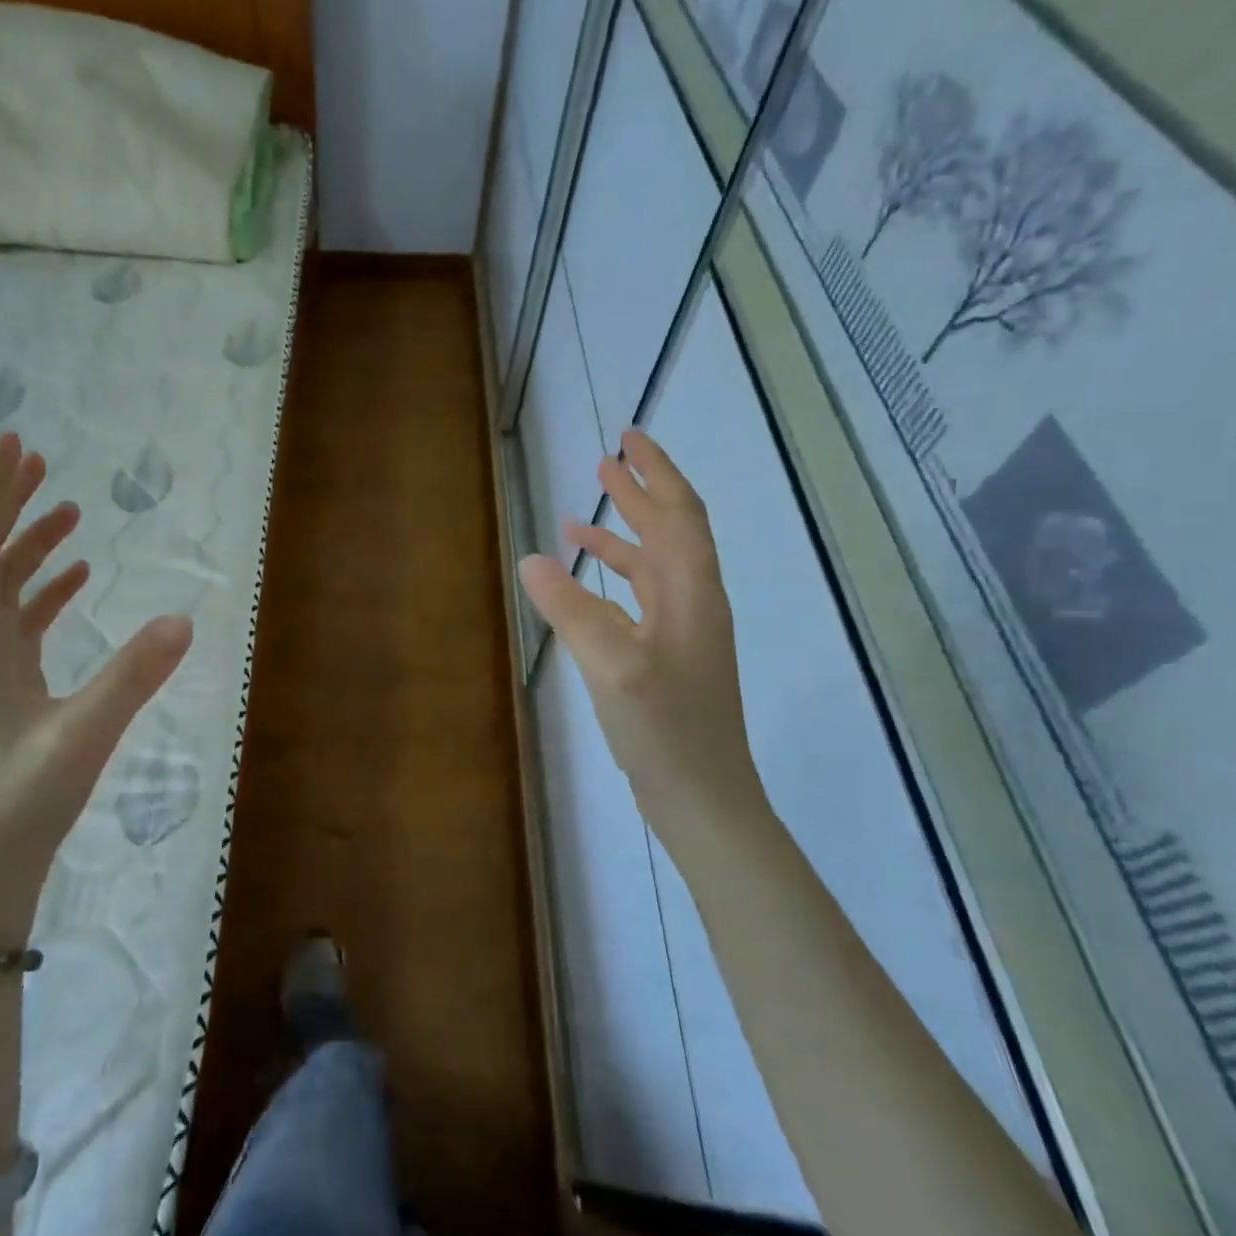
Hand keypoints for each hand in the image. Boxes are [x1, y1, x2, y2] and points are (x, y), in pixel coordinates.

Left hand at [0, 432, 192, 941]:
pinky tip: (76, 577)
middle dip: (4, 502)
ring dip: (26, 542)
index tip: (12, 443)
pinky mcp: (4, 688)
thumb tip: (185, 618)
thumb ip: (132, 677)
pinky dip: (43, 588)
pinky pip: (19, 620)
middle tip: (36, 458)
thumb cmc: (17, 805)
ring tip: (65, 508)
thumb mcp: (81, 739)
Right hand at [518, 429, 765, 833]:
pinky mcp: (667, 659)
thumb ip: (571, 609)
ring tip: (578, 520)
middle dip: (639, 492)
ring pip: (652, 567)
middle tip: (605, 460)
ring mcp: (682, 633)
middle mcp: (693, 603)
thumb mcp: (612, 665)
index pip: (679, 513)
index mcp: (691, 592)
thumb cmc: (666, 729)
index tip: (629, 437)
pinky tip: (584, 587)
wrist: (704, 798)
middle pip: (670, 531)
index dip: (656, 471)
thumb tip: (531, 558)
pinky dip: (611, 582)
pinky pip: (639, 601)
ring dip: (620, 536)